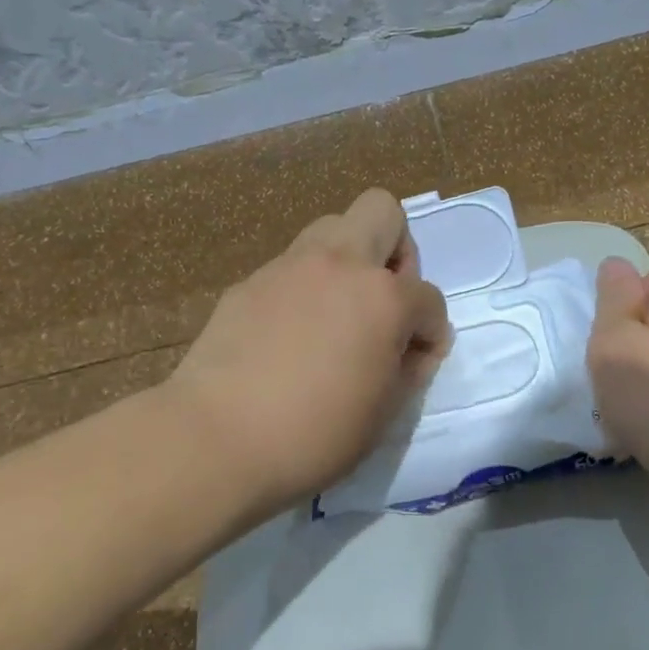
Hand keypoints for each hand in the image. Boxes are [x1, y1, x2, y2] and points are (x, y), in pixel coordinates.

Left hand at [165, 189, 450, 514]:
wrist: (216, 437)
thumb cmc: (314, 434)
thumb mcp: (383, 413)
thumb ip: (408, 369)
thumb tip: (412, 347)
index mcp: (382, 297)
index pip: (429, 298)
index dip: (432, 333)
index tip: (416, 362)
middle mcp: (339, 264)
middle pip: (382, 212)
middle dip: (397, 251)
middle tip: (384, 300)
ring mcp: (289, 266)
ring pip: (332, 227)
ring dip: (348, 260)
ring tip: (337, 312)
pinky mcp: (250, 282)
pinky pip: (291, 267)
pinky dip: (304, 288)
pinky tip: (289, 334)